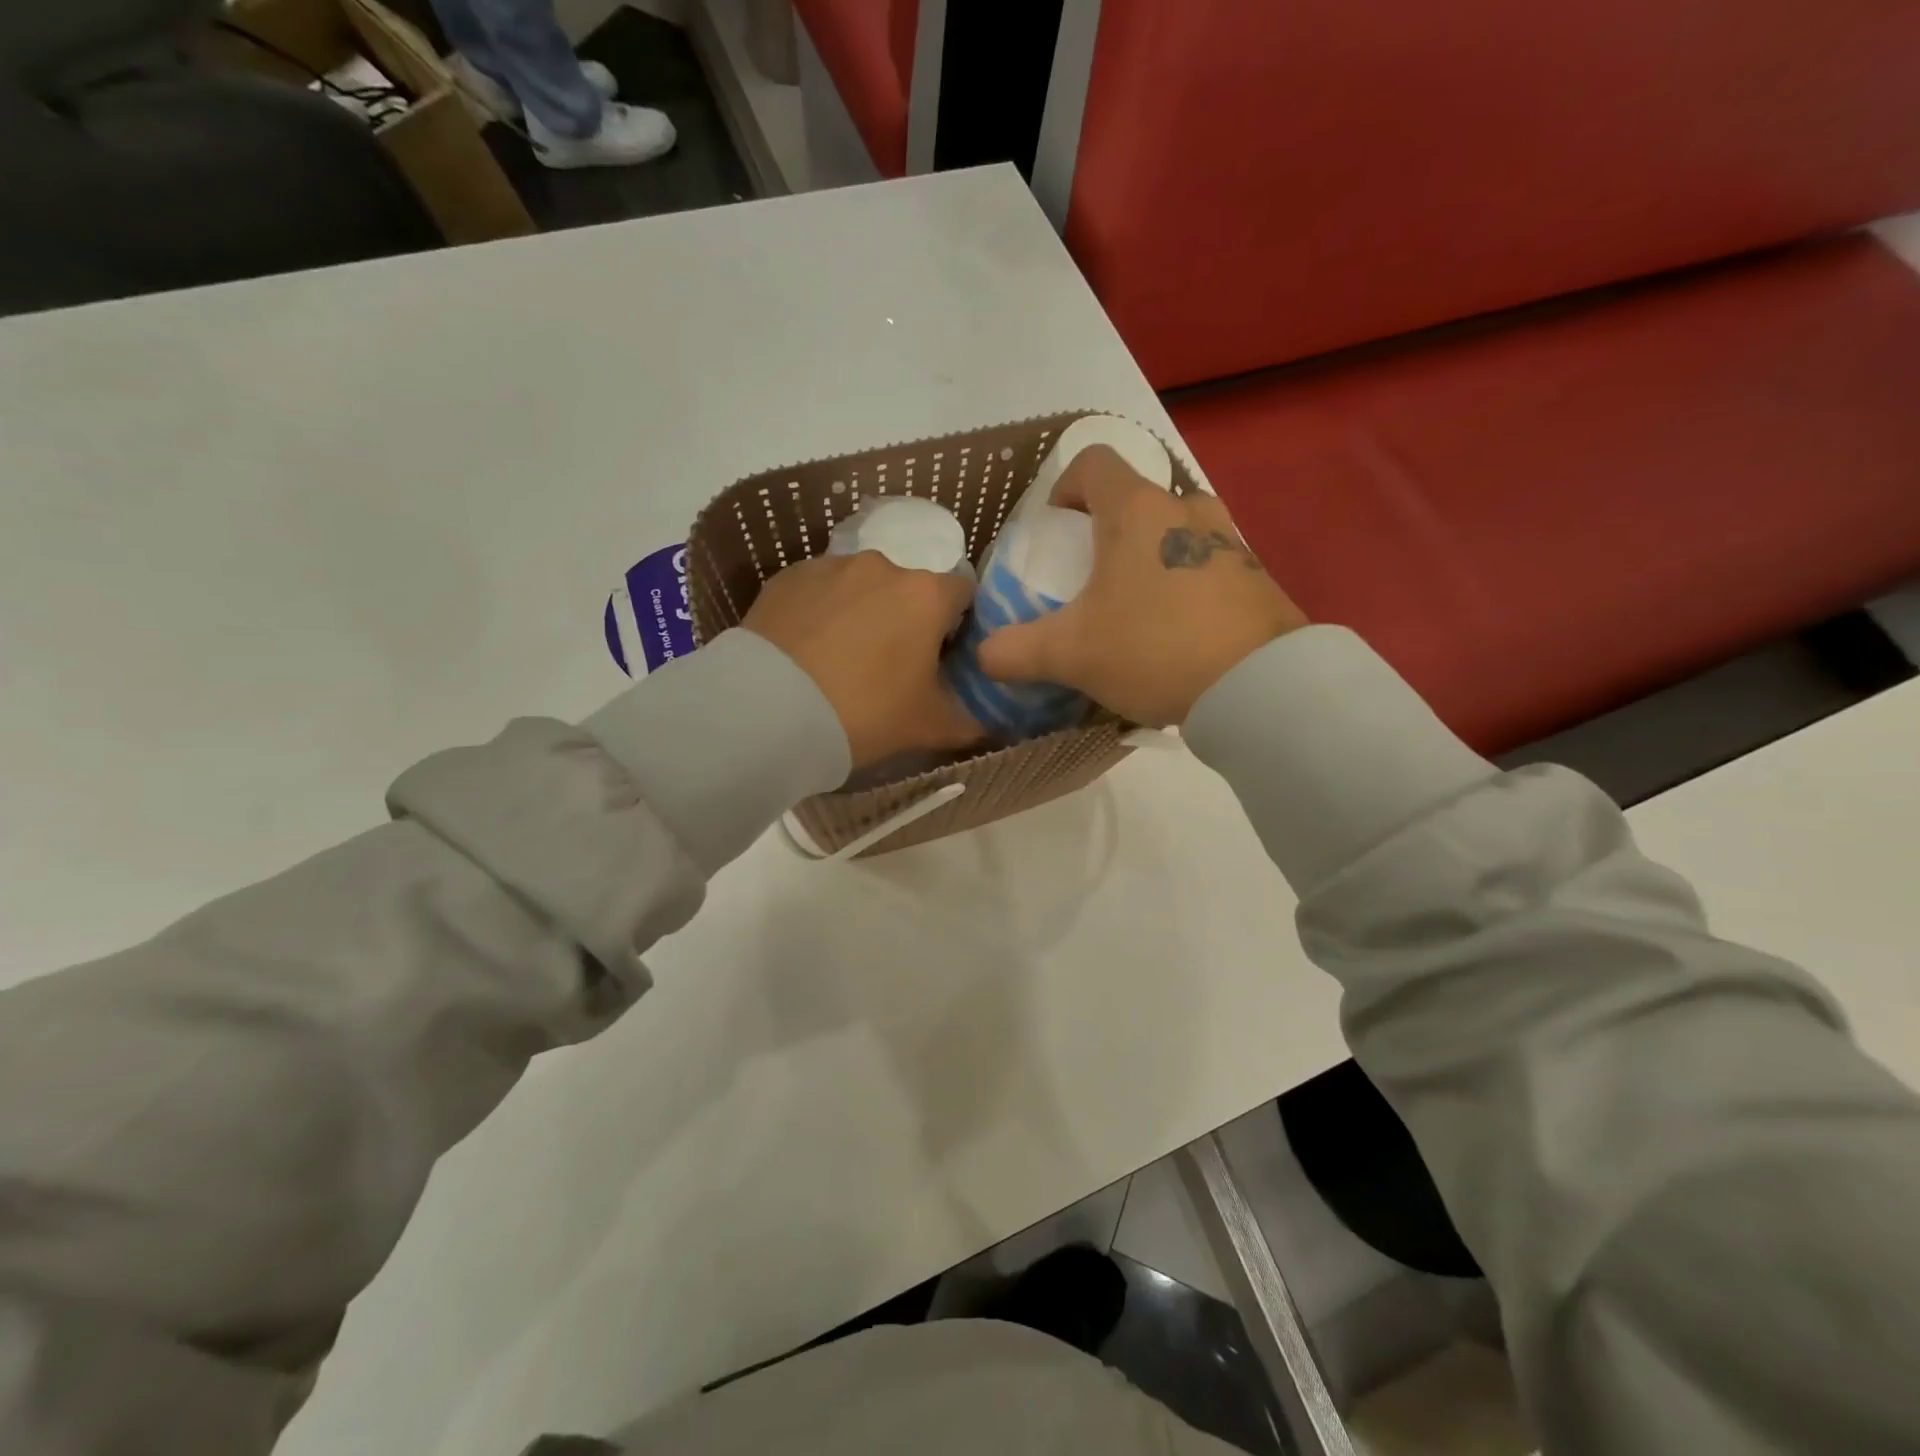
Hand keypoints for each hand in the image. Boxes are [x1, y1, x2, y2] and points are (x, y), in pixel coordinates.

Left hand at [744, 550, 981, 768]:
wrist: (767, 713)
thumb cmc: (865, 713)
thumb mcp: (929, 727)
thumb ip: (970, 722)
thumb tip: (989, 724)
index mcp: (926, 594)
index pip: (963, 594)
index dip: (959, 625)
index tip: (943, 658)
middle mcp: (882, 566)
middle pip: (909, 589)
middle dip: (907, 619)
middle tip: (891, 667)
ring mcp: (829, 566)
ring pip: (861, 587)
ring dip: (863, 613)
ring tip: (841, 660)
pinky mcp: (785, 577)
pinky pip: (819, 592)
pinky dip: (822, 613)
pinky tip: (808, 651)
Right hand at [977, 447, 1306, 726]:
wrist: (1259, 685)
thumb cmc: (1154, 648)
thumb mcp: (1071, 654)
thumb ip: (1017, 651)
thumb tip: (984, 656)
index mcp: (1136, 510)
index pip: (1092, 462)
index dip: (1064, 487)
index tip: (1055, 529)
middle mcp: (1186, 509)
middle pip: (1136, 499)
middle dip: (1106, 531)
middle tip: (1089, 578)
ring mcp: (1229, 540)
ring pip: (1174, 531)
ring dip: (1149, 557)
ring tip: (1133, 608)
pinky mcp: (1256, 575)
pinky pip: (1207, 564)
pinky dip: (1184, 584)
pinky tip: (1176, 633)